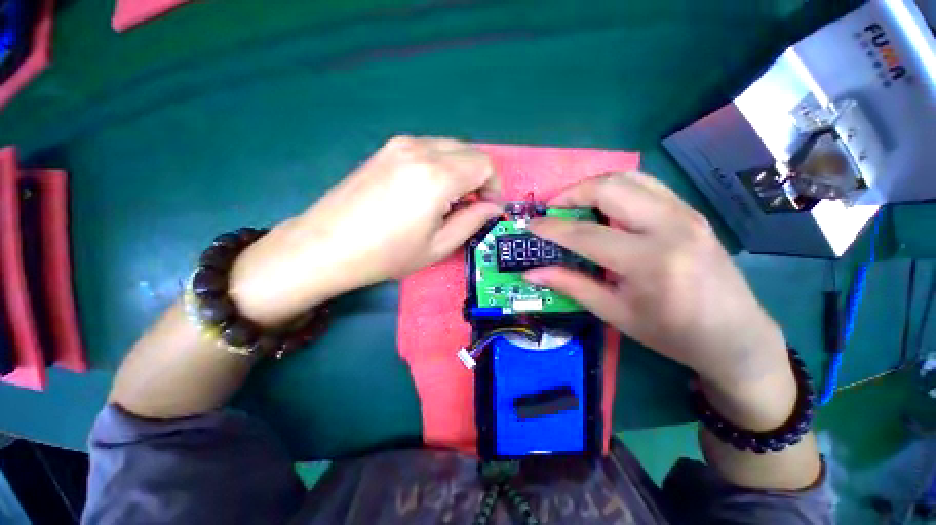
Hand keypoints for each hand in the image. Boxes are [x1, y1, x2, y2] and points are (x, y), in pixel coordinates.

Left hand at [229, 136, 502, 324]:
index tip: (488, 208)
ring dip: (461, 171)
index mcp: (437, 176)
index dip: (494, 186)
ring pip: (450, 148)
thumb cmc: (387, 254)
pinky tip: (428, 190)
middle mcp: (421, 150)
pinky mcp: (387, 149)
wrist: (327, 246)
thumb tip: (493, 208)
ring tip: (449, 201)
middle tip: (472, 206)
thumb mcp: (439, 246)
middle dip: (480, 177)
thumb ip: (473, 221)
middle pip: (470, 151)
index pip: (485, 164)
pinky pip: (429, 149)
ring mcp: (401, 145)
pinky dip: (441, 165)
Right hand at [524, 172, 788, 398]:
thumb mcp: (615, 313)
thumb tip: (531, 273)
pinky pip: (646, 185)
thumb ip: (571, 285)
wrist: (735, 336)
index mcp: (649, 262)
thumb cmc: (671, 333)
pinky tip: (605, 207)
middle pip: (609, 188)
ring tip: (574, 204)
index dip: (552, 228)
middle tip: (552, 209)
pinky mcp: (692, 211)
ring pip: (629, 178)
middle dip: (571, 193)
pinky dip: (617, 188)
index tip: (530, 225)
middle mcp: (671, 227)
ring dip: (593, 186)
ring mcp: (686, 214)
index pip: (585, 234)